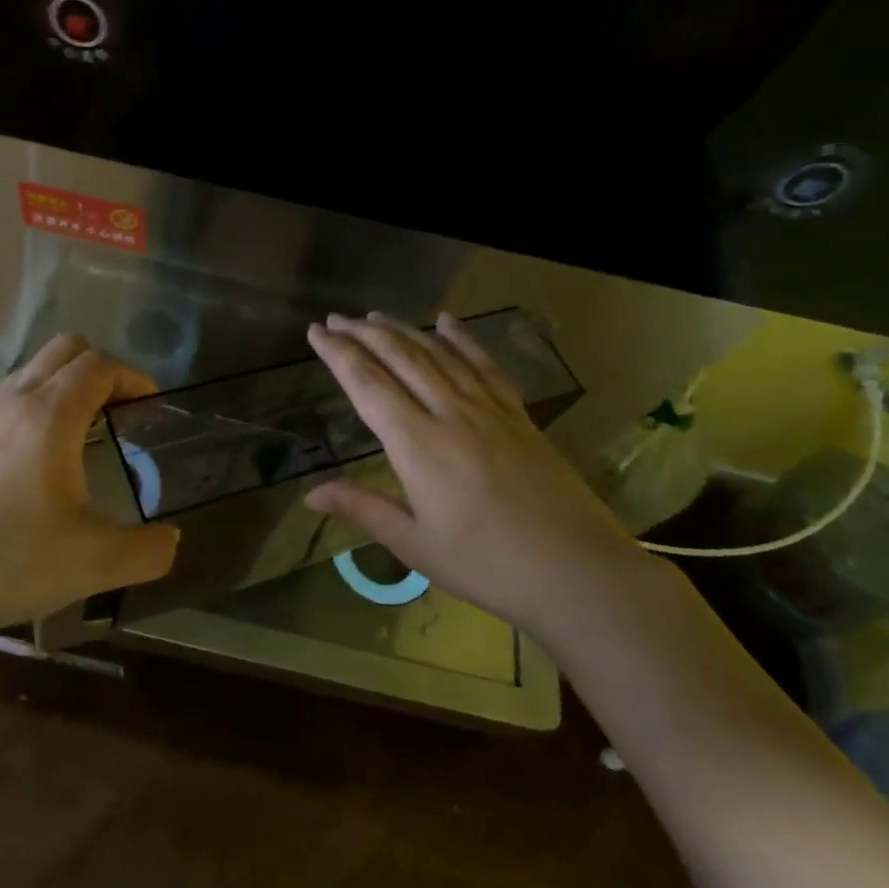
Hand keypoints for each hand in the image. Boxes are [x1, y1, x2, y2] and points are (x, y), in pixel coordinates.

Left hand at [0, 335, 180, 657]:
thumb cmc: (10, 564)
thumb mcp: (94, 564)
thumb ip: (147, 552)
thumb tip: (171, 541)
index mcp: (50, 416)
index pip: (99, 365)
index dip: (133, 377)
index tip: (151, 406)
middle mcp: (14, 402)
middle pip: (65, 349)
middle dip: (102, 369)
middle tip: (122, 411)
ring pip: (32, 370)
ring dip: (66, 384)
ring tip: (86, 431)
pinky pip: (9, 397)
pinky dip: (37, 404)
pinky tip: (41, 459)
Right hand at [305, 312, 669, 643]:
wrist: (577, 571)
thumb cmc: (486, 564)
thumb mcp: (415, 544)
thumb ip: (363, 508)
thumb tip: (311, 493)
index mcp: (418, 444)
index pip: (367, 385)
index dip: (338, 355)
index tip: (315, 332)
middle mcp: (450, 413)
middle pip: (400, 358)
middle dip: (363, 334)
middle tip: (335, 318)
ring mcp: (489, 409)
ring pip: (438, 354)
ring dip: (403, 330)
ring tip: (375, 316)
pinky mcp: (518, 415)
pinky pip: (484, 364)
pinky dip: (462, 338)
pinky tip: (447, 321)